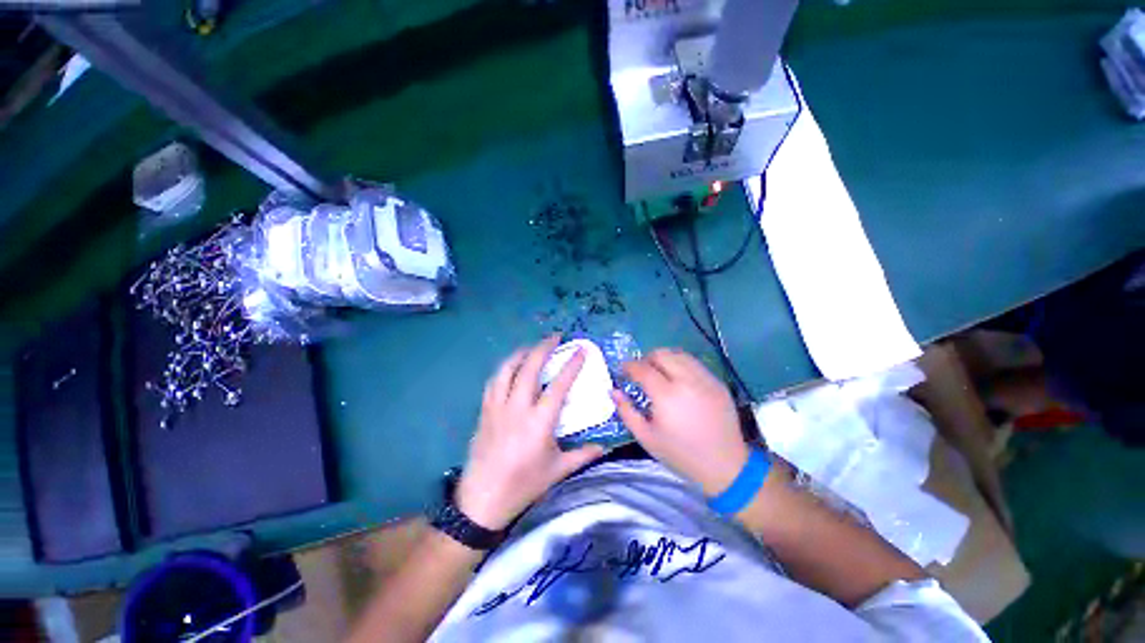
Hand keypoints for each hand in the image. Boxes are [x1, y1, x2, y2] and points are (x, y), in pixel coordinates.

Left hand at [456, 336, 605, 530]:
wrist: (482, 500)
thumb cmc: (524, 484)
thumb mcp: (557, 471)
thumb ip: (583, 455)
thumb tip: (604, 447)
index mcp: (539, 422)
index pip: (558, 385)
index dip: (571, 365)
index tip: (580, 350)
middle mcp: (518, 407)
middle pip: (530, 367)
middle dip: (543, 347)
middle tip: (555, 337)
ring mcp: (498, 407)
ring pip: (507, 369)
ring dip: (522, 353)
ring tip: (533, 347)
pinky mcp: (484, 410)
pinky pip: (494, 381)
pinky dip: (505, 368)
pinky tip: (512, 367)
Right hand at [612, 349, 748, 495]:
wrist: (725, 465)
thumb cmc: (681, 454)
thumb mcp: (646, 438)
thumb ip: (627, 412)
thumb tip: (614, 391)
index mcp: (666, 396)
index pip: (642, 368)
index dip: (629, 366)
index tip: (623, 370)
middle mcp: (686, 381)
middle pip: (661, 354)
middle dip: (646, 358)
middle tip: (641, 371)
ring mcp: (705, 379)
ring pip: (679, 354)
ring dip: (664, 358)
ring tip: (659, 372)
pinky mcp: (717, 382)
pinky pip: (694, 363)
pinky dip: (681, 364)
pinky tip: (678, 379)